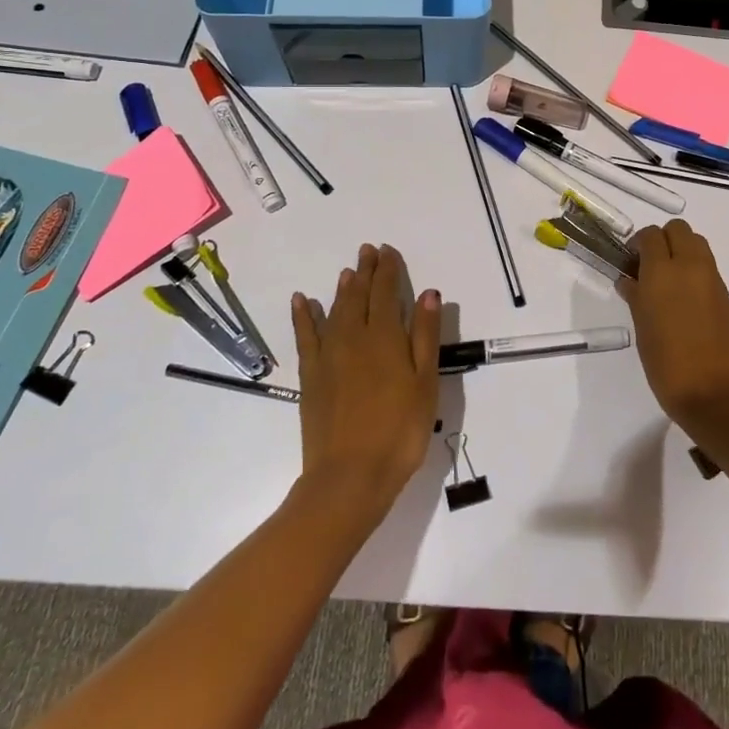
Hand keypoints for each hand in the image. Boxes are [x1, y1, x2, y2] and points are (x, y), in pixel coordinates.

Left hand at [291, 244, 441, 519]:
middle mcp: (354, 338)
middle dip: (365, 271)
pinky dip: (303, 316)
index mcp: (385, 338)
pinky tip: (301, 301)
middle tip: (367, 251)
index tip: (388, 251)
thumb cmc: (399, 432)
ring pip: (334, 311)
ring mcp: (328, 357)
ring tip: (347, 272)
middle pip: (359, 295)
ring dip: (342, 289)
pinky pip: (305, 337)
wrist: (349, 477)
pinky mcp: (310, 377)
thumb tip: (427, 293)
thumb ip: (425, 336)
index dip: (388, 269)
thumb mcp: (425, 384)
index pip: (386, 292)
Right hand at [620, 220, 728, 429]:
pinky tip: (685, 298)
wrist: (714, 394)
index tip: (631, 261)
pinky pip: (708, 267)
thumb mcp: (642, 329)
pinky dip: (695, 270)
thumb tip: (629, 280)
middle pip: (678, 230)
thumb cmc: (667, 364)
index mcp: (662, 272)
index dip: (638, 244)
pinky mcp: (726, 294)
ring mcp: (712, 279)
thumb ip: (635, 296)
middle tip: (650, 265)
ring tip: (668, 280)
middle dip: (662, 240)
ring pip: (697, 243)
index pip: (650, 235)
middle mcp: (689, 267)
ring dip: (681, 250)